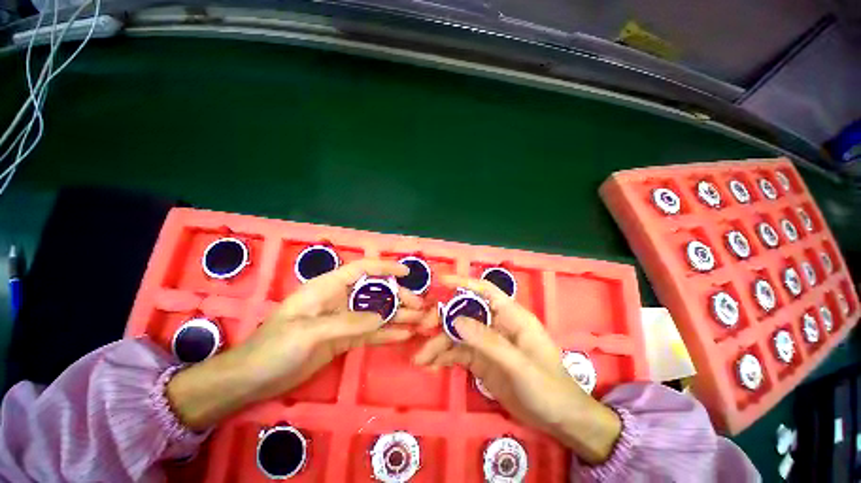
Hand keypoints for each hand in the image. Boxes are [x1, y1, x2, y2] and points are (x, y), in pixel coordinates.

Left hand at [168, 259, 424, 429]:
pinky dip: (386, 333)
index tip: (406, 272)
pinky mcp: (345, 338)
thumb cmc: (274, 347)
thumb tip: (382, 316)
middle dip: (398, 296)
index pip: (362, 269)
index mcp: (328, 287)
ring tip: (418, 320)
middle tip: (419, 306)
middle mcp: (340, 299)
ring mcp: (344, 319)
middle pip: (375, 292)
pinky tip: (403, 335)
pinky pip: (370, 333)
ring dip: (397, 315)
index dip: (385, 267)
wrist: (253, 379)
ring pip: (376, 312)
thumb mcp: (308, 332)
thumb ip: (347, 323)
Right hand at [412, 275, 620, 463]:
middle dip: (443, 319)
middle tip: (422, 328)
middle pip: (465, 313)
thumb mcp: (520, 365)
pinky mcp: (481, 361)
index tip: (441, 281)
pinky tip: (430, 365)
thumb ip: (488, 341)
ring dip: (438, 343)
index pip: (486, 291)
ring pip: (458, 335)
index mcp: (511, 317)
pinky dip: (443, 357)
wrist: (560, 420)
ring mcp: (487, 343)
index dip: (464, 283)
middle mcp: (496, 325)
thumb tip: (456, 320)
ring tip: (420, 358)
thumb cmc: (548, 387)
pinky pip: (458, 353)